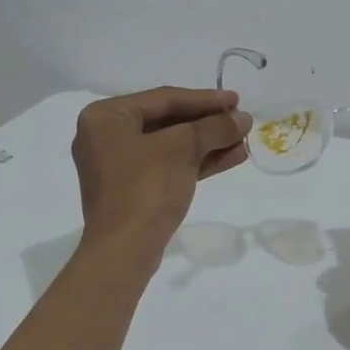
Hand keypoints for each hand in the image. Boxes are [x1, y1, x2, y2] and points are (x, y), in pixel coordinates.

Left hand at [72, 87, 251, 258]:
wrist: (124, 251)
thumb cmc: (146, 189)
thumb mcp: (182, 149)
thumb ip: (213, 127)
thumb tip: (243, 118)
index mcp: (106, 117)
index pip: (163, 99)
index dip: (204, 99)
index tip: (237, 100)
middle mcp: (106, 136)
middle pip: (167, 121)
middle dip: (208, 123)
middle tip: (241, 120)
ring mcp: (118, 165)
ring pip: (171, 145)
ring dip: (208, 143)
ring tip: (243, 139)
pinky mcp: (132, 189)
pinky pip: (168, 166)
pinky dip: (198, 162)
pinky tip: (231, 157)